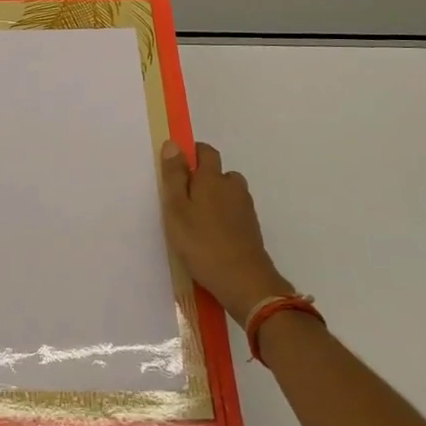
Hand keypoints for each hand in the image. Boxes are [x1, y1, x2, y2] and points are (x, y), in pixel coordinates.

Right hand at [160, 140, 293, 327]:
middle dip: (205, 179)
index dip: (193, 153)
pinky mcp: (252, 229)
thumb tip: (173, 144)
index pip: (206, 152)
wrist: (244, 282)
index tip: (178, 166)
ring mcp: (245, 209)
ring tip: (198, 219)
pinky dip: (225, 217)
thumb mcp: (177, 209)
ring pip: (229, 194)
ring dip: (216, 199)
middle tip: (185, 198)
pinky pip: (235, 213)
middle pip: (220, 173)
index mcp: (212, 178)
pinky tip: (212, 236)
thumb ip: (174, 176)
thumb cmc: (202, 243)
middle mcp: (233, 188)